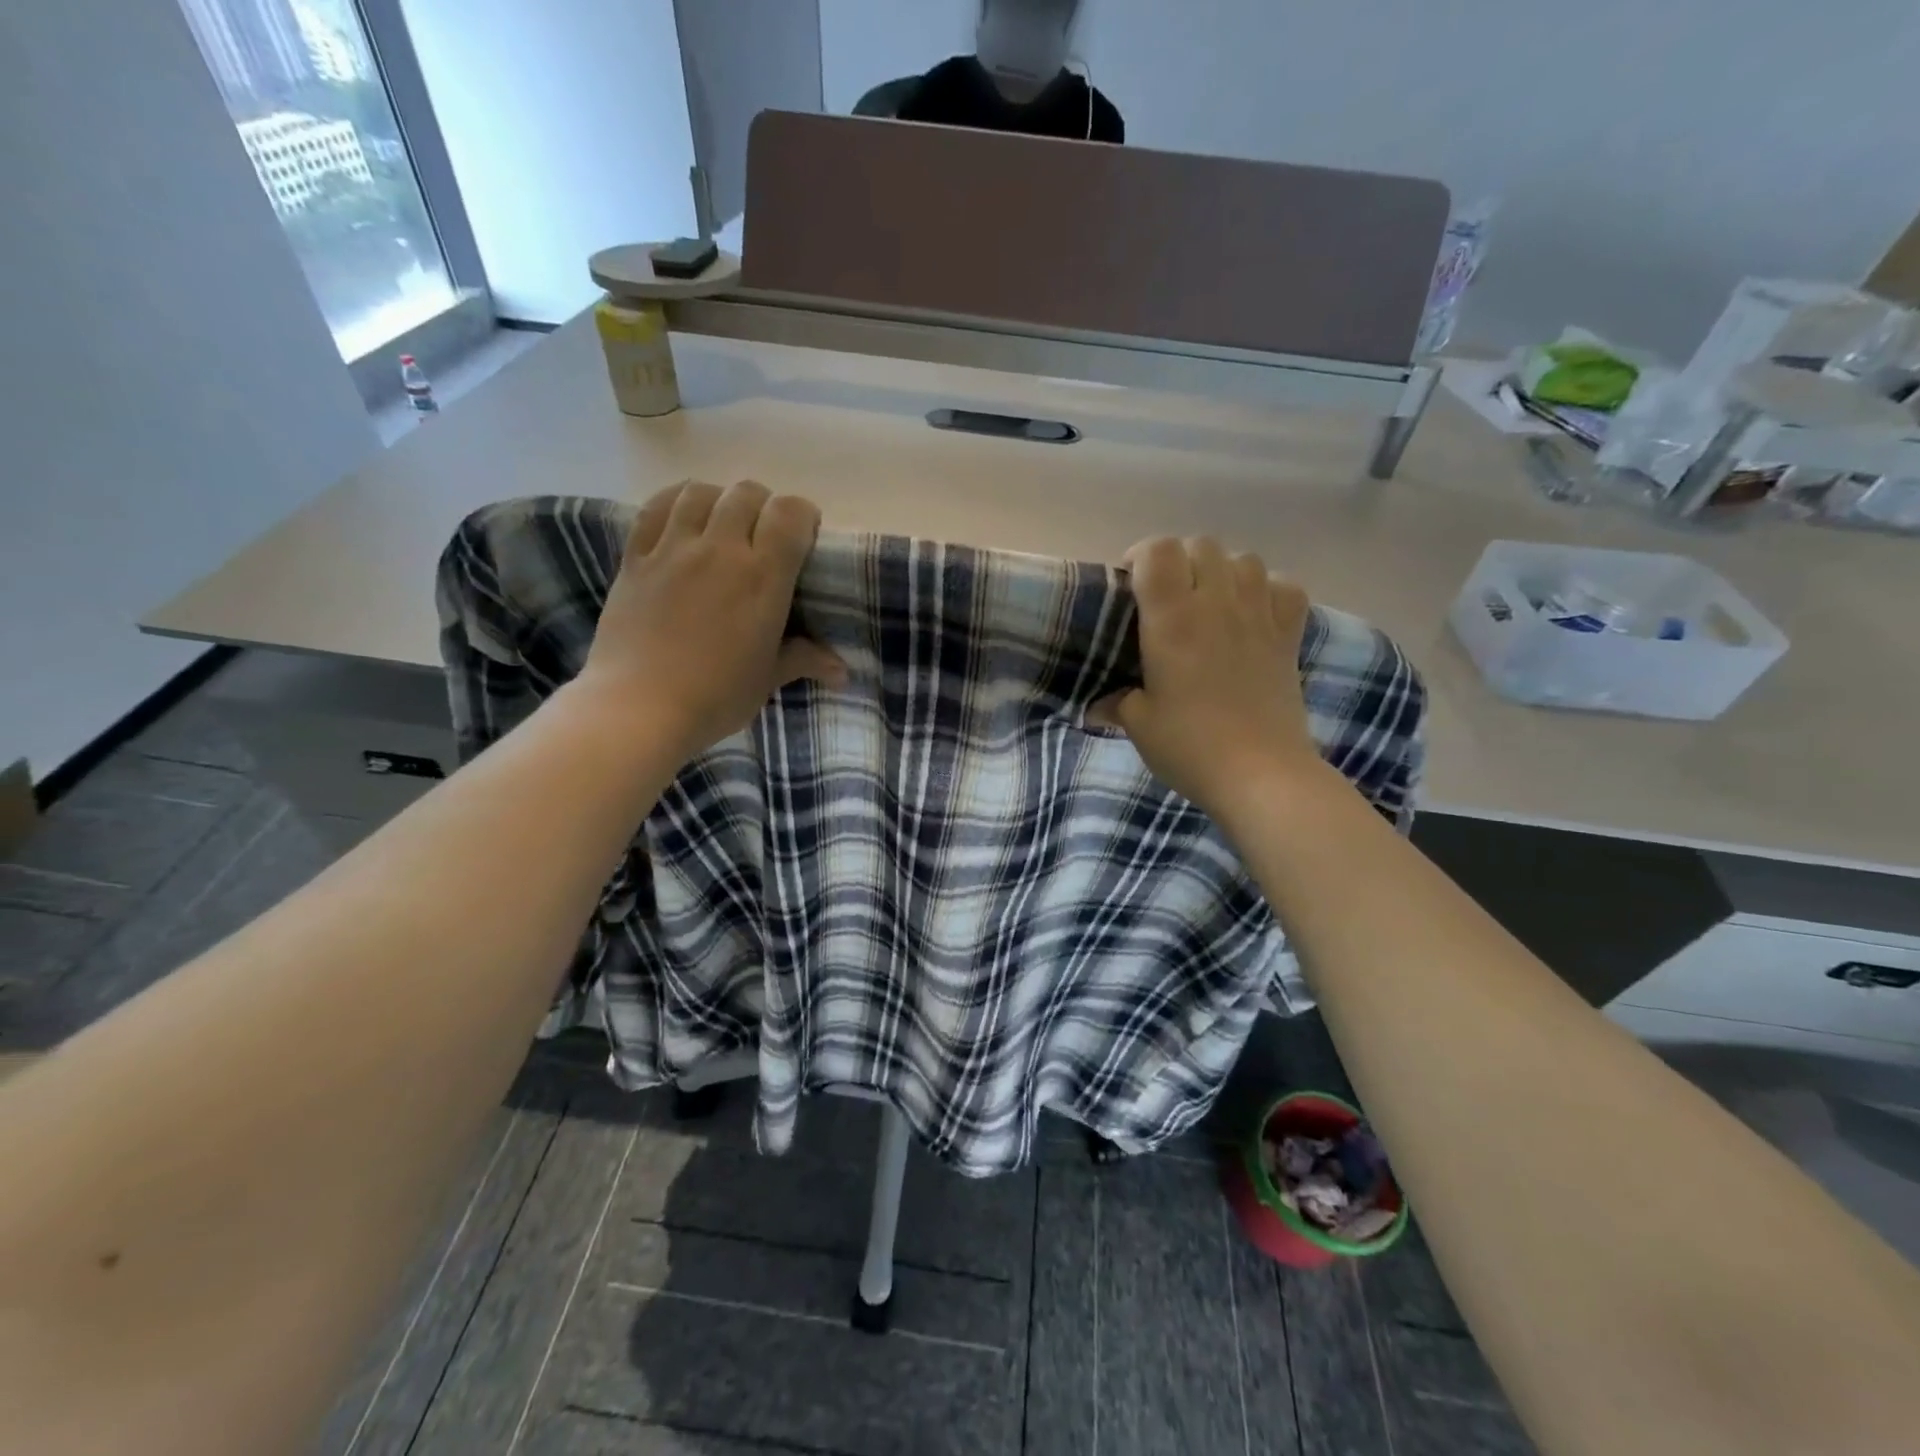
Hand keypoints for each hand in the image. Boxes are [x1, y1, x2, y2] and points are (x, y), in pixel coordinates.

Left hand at [578, 481, 846, 759]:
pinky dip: (674, 502)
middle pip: (747, 493)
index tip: (804, 536)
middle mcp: (720, 550)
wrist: (639, 708)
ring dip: (719, 499)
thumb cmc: (715, 697)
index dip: (802, 515)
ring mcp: (673, 549)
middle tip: (764, 535)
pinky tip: (681, 516)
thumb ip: (804, 660)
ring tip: (722, 523)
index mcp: (762, 578)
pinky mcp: (635, 558)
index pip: (789, 513)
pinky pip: (655, 508)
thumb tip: (842, 672)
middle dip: (763, 506)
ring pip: (700, 492)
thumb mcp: (767, 679)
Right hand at [1092, 536, 1321, 816]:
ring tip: (1209, 601)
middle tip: (1166, 597)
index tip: (1131, 584)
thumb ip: (1117, 704)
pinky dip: (1268, 589)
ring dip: (1221, 570)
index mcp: (1172, 619)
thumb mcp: (1140, 725)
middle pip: (1200, 545)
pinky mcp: (1289, 636)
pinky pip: (1285, 586)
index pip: (1158, 551)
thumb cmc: (1191, 747)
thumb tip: (1098, 707)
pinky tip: (1254, 612)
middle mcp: (1216, 604)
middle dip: (1179, 560)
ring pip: (1244, 558)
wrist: (1261, 774)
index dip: (1141, 555)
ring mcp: (1259, 616)